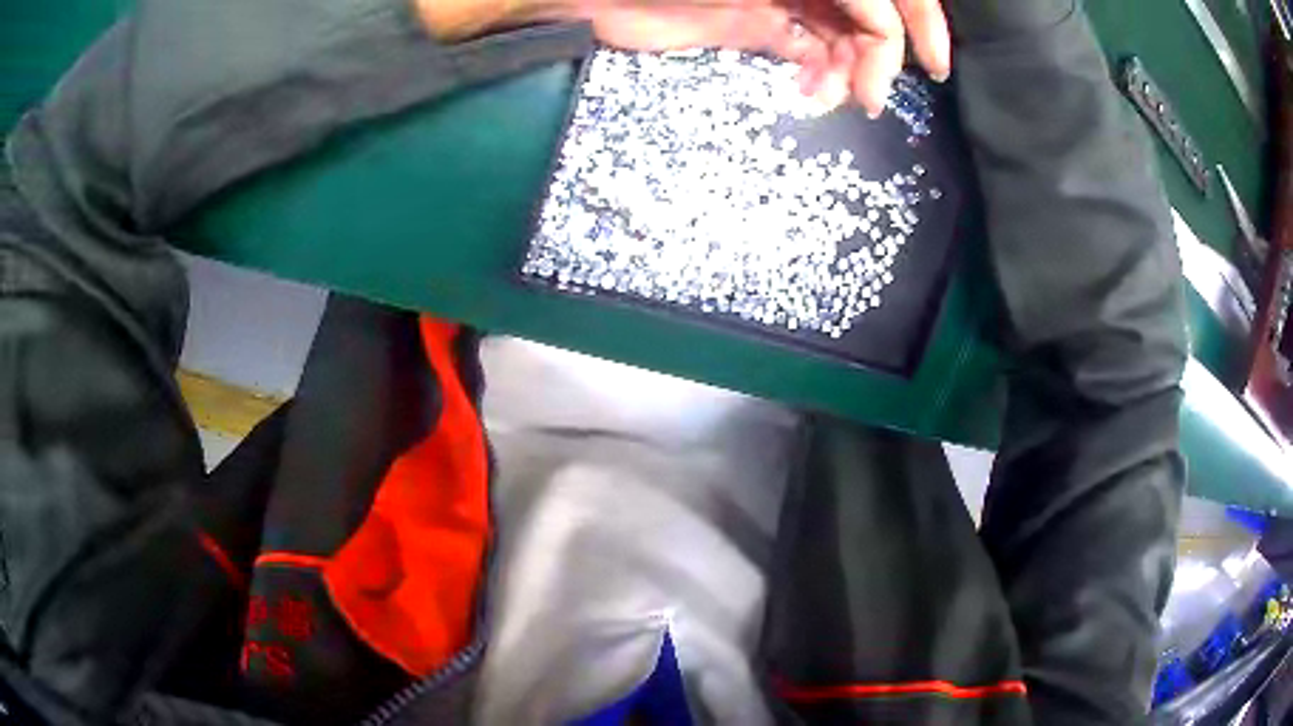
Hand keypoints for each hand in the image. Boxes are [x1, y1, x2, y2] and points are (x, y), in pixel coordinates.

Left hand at [585, 0, 948, 115]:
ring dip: (851, 69)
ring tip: (830, 96)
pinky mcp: (761, 23)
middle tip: (870, 96)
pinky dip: (822, 72)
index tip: (930, 69)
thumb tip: (881, 30)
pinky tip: (813, 91)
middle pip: (873, 11)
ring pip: (847, 33)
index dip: (913, 25)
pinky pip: (812, 48)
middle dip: (882, 53)